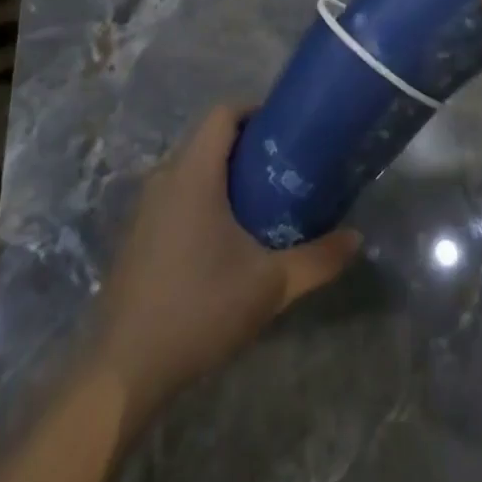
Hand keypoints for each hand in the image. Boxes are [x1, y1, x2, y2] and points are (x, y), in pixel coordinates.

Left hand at [88, 105, 360, 430]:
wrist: (125, 371)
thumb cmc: (200, 309)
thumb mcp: (270, 285)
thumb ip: (317, 259)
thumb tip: (357, 239)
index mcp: (194, 173)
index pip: (223, 113)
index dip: (255, 110)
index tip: (286, 128)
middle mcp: (165, 178)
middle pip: (207, 139)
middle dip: (245, 145)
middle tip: (283, 166)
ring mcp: (144, 208)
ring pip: (189, 169)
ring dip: (222, 174)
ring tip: (260, 200)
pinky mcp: (136, 237)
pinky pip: (174, 196)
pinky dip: (201, 198)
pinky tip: (223, 238)